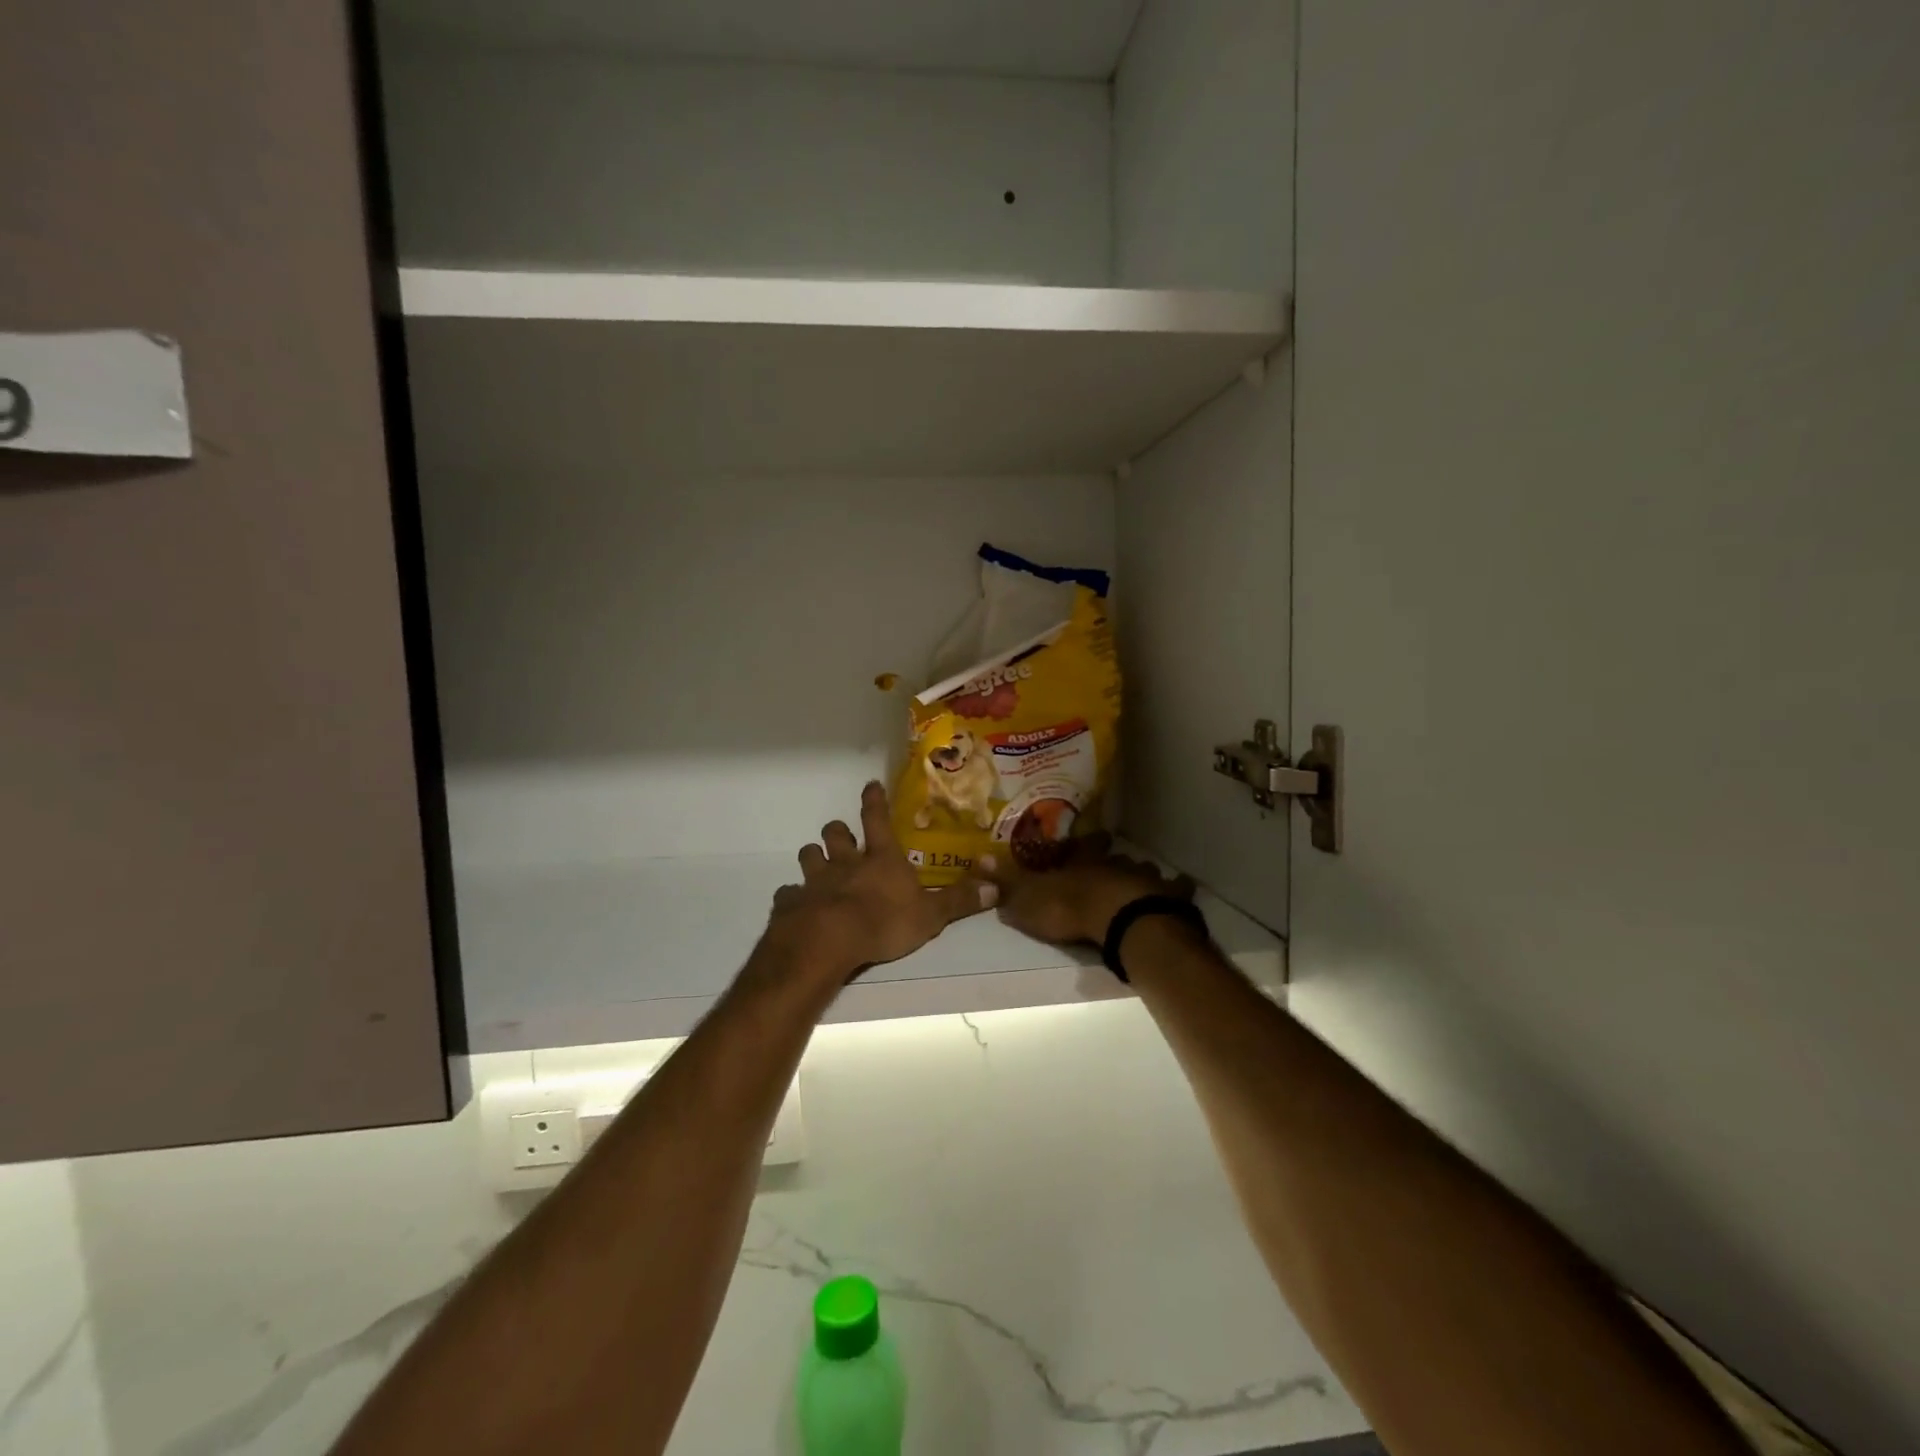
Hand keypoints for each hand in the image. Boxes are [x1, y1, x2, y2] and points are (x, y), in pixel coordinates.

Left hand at [767, 782, 996, 981]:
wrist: (829, 941)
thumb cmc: (884, 922)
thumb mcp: (931, 915)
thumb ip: (959, 900)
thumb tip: (996, 888)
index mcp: (880, 858)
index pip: (877, 819)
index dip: (874, 801)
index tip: (870, 785)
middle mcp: (845, 862)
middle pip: (835, 834)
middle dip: (837, 831)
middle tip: (840, 834)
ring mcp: (815, 880)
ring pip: (809, 857)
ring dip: (813, 857)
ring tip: (816, 864)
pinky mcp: (792, 902)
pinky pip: (788, 893)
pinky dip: (792, 896)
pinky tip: (795, 904)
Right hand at [977, 836, 1193, 946]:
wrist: (1119, 920)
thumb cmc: (1070, 908)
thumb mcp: (1028, 899)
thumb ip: (1006, 883)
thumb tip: (977, 859)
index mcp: (1081, 863)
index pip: (1080, 848)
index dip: (1084, 844)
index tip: (1091, 836)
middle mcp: (1112, 864)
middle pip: (1114, 856)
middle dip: (1113, 858)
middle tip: (1114, 858)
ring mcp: (1141, 878)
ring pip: (1142, 870)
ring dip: (1140, 873)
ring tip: (1142, 879)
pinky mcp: (1167, 897)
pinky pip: (1176, 888)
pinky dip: (1178, 889)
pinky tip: (1182, 887)